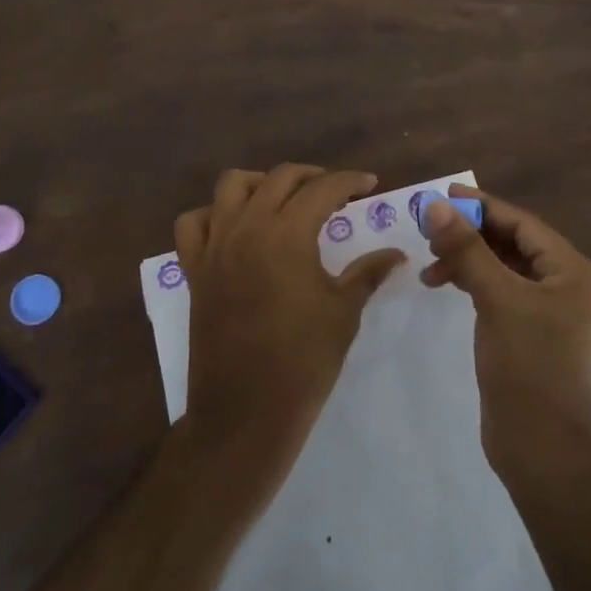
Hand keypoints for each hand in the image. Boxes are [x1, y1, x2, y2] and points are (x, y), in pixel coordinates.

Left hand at [176, 165, 405, 475]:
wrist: (245, 413)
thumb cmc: (303, 362)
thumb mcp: (343, 313)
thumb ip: (368, 273)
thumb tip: (397, 254)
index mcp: (287, 234)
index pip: (323, 189)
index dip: (349, 181)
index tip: (369, 184)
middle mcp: (247, 228)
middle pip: (279, 177)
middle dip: (312, 176)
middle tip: (335, 193)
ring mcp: (215, 246)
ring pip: (232, 186)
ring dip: (261, 183)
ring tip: (283, 200)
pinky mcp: (195, 269)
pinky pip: (193, 223)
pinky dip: (213, 214)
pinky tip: (235, 228)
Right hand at [421, 185, 590, 483]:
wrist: (540, 451)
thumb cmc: (527, 366)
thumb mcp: (496, 298)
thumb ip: (466, 248)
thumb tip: (435, 205)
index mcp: (575, 272)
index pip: (524, 224)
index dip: (483, 206)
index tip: (445, 194)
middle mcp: (570, 286)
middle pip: (514, 243)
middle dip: (472, 235)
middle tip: (431, 230)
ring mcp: (553, 311)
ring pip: (505, 267)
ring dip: (469, 260)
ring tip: (431, 264)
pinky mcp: (534, 332)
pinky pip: (502, 291)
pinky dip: (475, 283)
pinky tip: (446, 283)